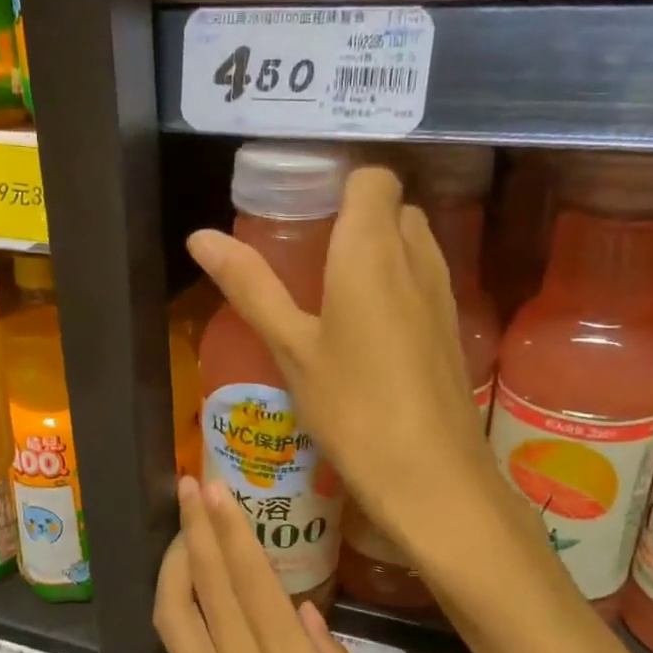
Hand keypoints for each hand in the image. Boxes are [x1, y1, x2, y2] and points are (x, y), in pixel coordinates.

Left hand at [154, 475, 386, 652]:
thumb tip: (305, 611)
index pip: (253, 586)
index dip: (230, 531)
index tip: (214, 488)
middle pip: (208, 587)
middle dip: (195, 529)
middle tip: (189, 483)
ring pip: (176, 614)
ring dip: (175, 564)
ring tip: (183, 529)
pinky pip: (179, 649)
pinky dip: (178, 607)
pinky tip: (187, 590)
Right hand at [186, 163, 501, 559]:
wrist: (431, 475)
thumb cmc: (352, 406)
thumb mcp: (290, 347)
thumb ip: (250, 286)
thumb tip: (200, 236)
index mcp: (372, 248)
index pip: (373, 176)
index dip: (341, 181)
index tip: (303, 207)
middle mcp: (415, 257)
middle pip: (392, 207)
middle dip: (354, 216)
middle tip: (307, 249)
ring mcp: (441, 292)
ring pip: (412, 242)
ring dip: (377, 249)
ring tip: (330, 287)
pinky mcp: (452, 326)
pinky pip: (423, 279)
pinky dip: (396, 282)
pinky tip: (364, 327)